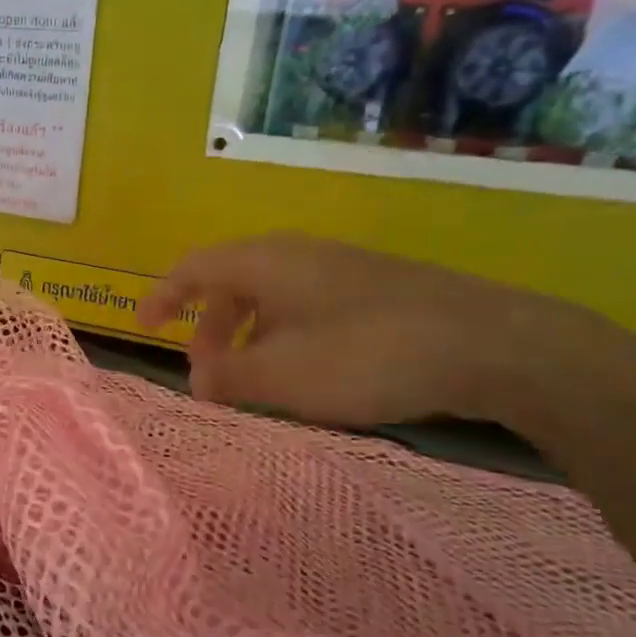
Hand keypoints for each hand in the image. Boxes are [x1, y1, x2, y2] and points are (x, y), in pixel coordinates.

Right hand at [136, 234, 601, 427]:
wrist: (492, 344)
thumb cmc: (366, 355)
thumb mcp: (281, 375)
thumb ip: (226, 377)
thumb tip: (197, 379)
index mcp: (264, 263)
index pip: (193, 268)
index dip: (163, 295)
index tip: (143, 325)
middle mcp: (297, 255)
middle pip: (231, 282)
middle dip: (208, 327)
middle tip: (204, 373)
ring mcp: (339, 270)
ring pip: (270, 297)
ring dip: (246, 336)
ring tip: (252, 381)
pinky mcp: (374, 290)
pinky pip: (305, 307)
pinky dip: (283, 336)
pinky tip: (305, 373)